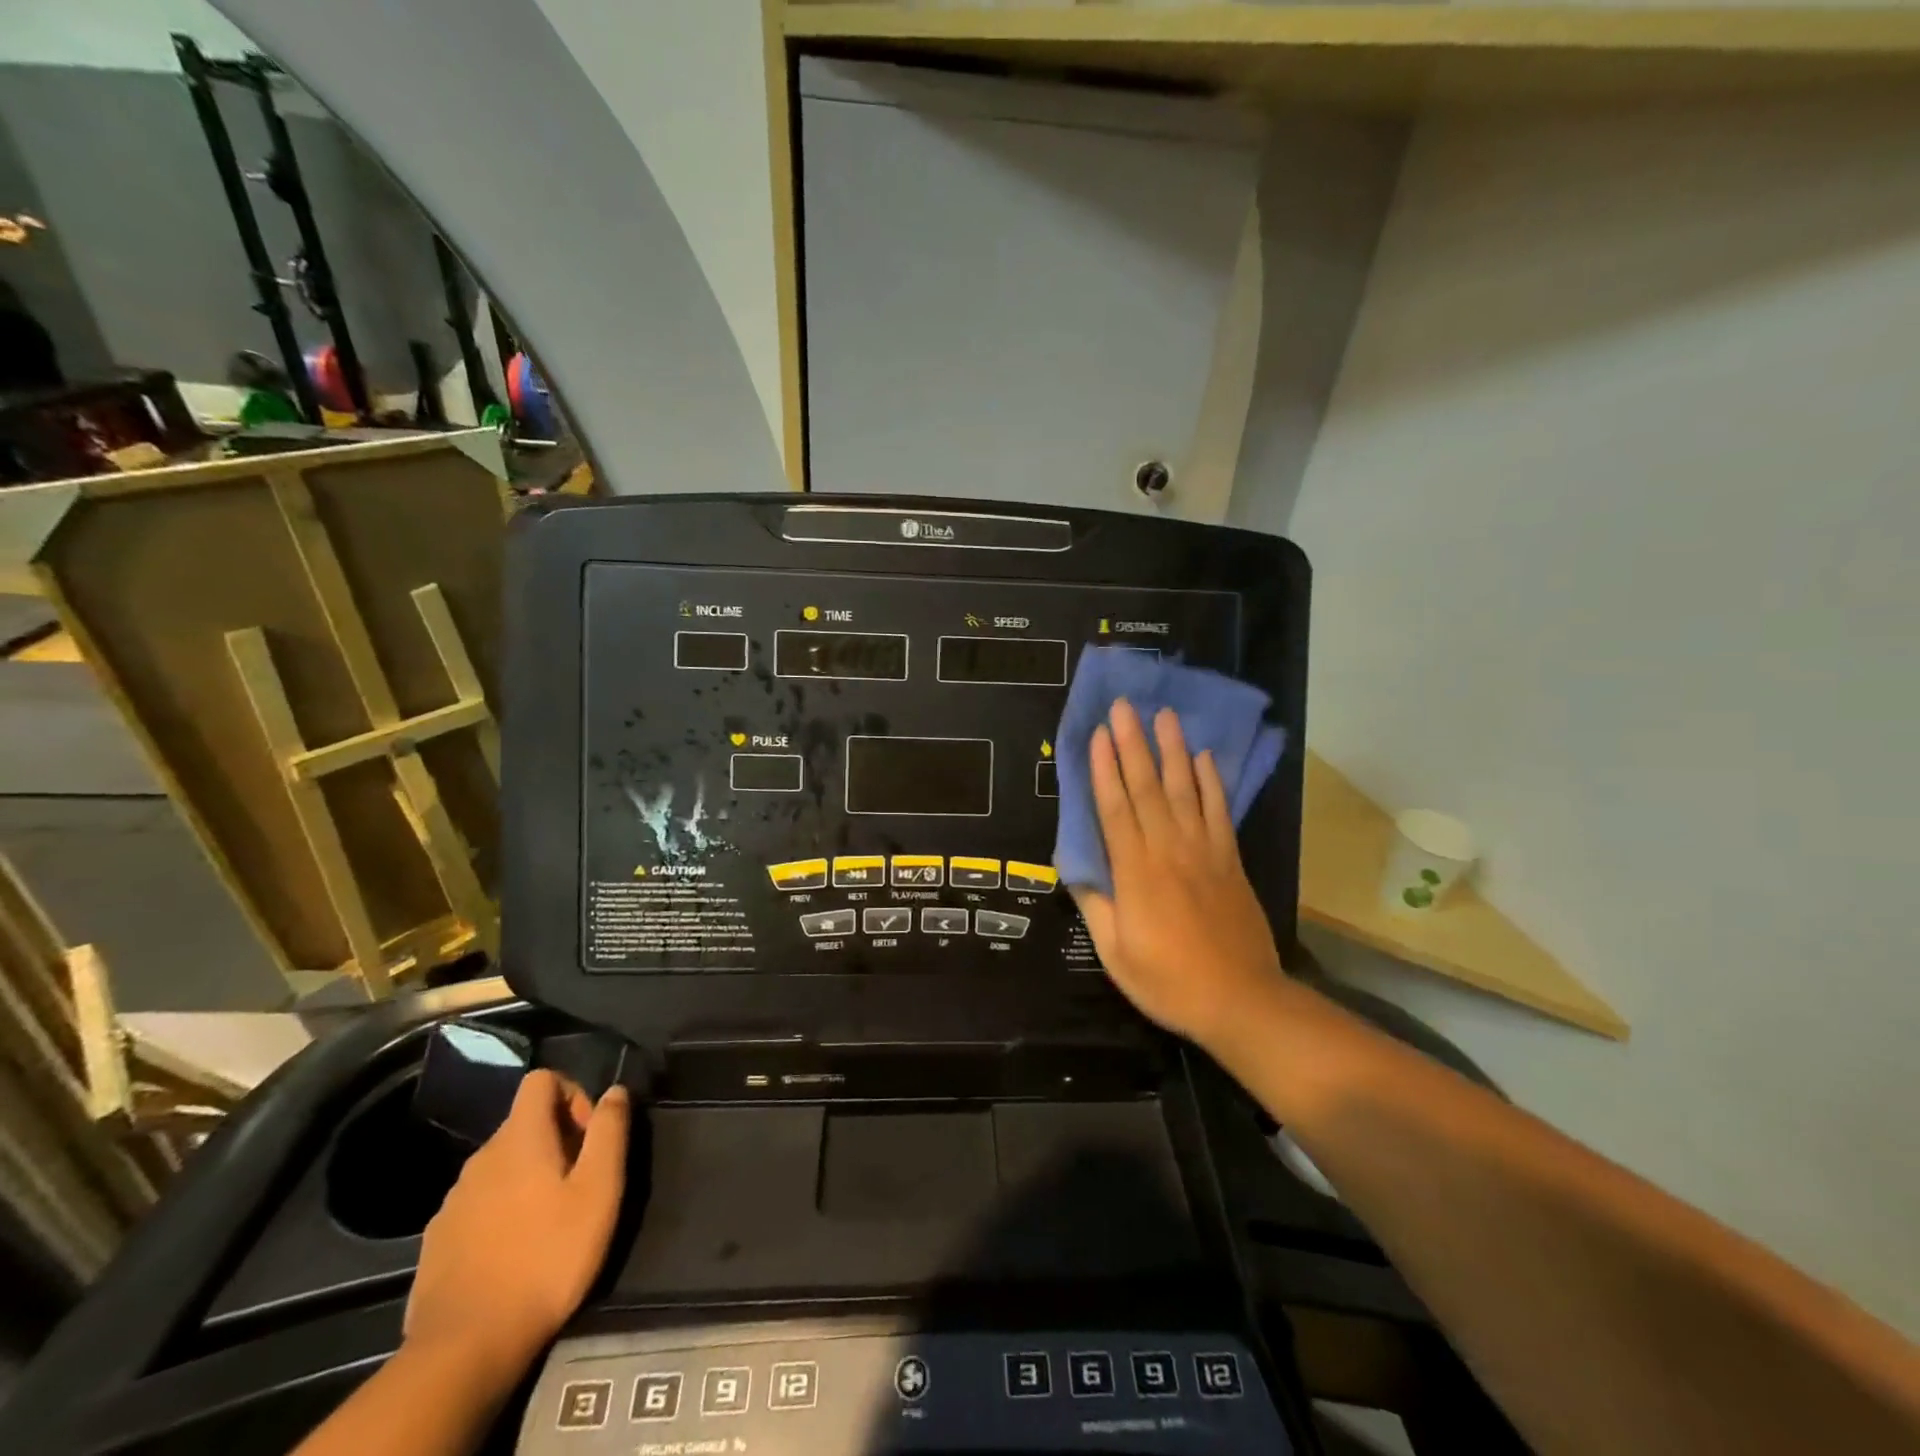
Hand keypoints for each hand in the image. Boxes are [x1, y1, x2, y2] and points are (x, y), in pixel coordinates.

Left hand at [404, 1070, 629, 1386]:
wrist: (465, 1347)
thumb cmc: (547, 1257)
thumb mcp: (599, 1190)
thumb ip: (610, 1131)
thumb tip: (615, 1091)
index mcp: (520, 1138)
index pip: (542, 1080)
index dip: (573, 1094)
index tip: (589, 1137)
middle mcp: (481, 1157)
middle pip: (524, 1123)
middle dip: (557, 1140)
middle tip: (580, 1185)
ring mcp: (453, 1200)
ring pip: (501, 1165)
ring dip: (529, 1176)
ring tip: (550, 1221)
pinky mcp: (438, 1239)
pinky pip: (479, 1202)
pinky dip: (502, 1210)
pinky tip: (515, 1251)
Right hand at [1071, 699, 1284, 1048]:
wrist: (1241, 1000)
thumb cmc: (1168, 980)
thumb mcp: (1115, 952)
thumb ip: (1095, 903)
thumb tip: (1077, 865)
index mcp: (1135, 871)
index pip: (1115, 807)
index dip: (1104, 768)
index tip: (1097, 734)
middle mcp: (1168, 849)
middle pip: (1147, 787)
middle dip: (1133, 743)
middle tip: (1125, 706)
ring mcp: (1204, 851)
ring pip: (1185, 789)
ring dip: (1173, 749)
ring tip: (1165, 715)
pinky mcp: (1230, 859)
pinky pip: (1218, 811)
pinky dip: (1211, 782)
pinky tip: (1204, 757)